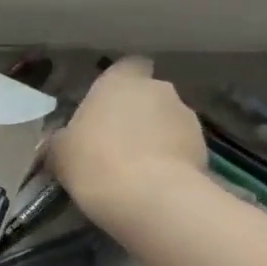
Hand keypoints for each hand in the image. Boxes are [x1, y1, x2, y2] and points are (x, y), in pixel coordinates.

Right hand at [47, 57, 206, 228]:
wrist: (149, 198)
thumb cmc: (94, 162)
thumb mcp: (60, 152)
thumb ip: (63, 139)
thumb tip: (63, 140)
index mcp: (119, 81)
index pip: (127, 67)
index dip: (120, 85)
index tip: (106, 107)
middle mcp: (157, 90)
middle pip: (149, 95)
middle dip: (138, 114)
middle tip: (117, 143)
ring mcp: (187, 117)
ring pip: (168, 122)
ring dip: (157, 138)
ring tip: (138, 169)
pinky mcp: (206, 148)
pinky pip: (183, 148)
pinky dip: (172, 161)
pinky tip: (155, 184)